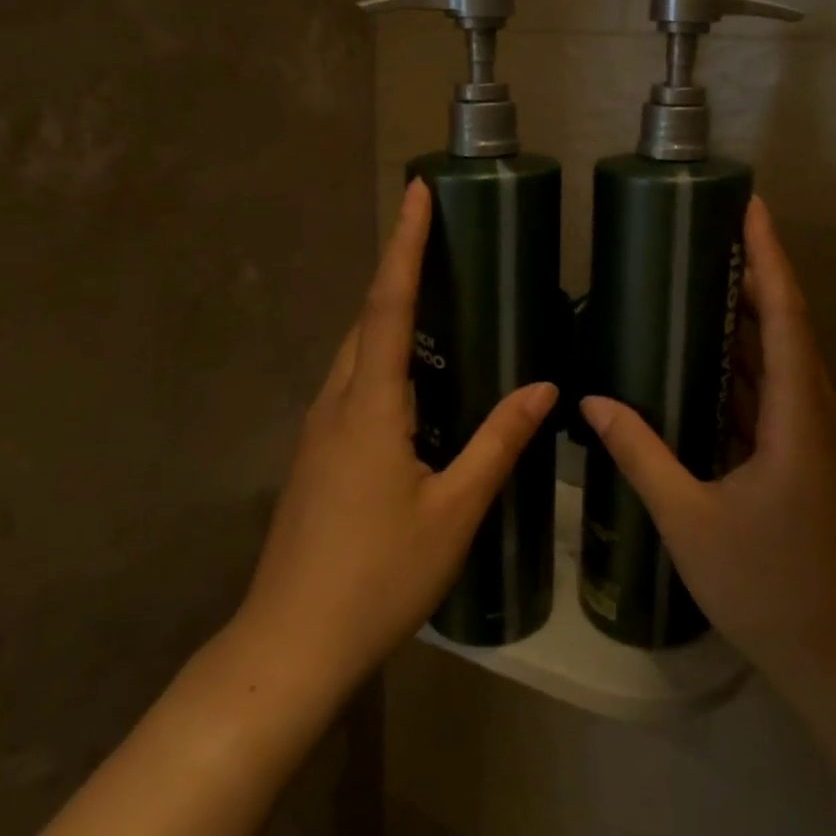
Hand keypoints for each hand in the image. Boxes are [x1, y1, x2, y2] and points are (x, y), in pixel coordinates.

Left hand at [239, 178, 557, 693]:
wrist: (290, 645)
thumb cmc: (378, 577)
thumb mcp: (454, 511)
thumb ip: (498, 443)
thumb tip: (544, 386)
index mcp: (369, 405)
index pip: (390, 304)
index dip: (406, 244)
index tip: (417, 191)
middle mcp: (336, 403)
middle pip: (367, 319)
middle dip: (398, 270)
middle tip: (436, 236)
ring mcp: (318, 431)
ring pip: (356, 353)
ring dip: (388, 314)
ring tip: (431, 295)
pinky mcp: (316, 457)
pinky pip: (352, 385)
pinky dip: (382, 359)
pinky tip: (412, 381)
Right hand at [580, 197, 835, 700]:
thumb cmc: (768, 587)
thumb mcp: (690, 519)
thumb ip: (641, 454)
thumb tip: (592, 400)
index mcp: (797, 417)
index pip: (785, 315)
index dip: (768, 257)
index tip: (750, 208)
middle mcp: (815, 416)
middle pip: (787, 328)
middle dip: (753, 276)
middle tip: (708, 236)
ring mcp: (815, 440)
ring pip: (782, 363)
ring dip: (749, 321)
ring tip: (702, 283)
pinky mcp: (808, 462)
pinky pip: (775, 396)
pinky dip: (744, 369)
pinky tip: (707, 364)